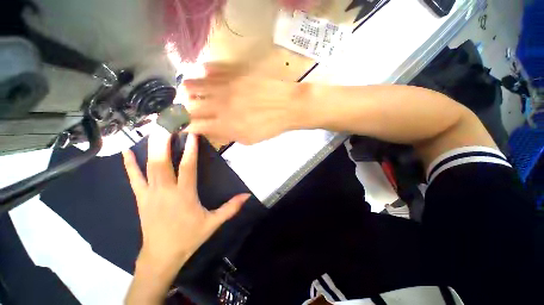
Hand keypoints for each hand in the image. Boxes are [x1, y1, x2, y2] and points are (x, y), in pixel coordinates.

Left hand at [122, 129, 250, 273]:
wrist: (162, 256)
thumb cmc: (189, 238)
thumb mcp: (213, 223)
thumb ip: (230, 208)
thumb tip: (247, 196)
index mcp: (184, 195)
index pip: (188, 167)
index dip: (190, 150)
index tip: (192, 134)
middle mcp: (166, 191)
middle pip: (162, 162)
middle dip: (164, 142)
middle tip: (166, 124)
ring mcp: (150, 194)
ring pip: (148, 167)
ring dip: (150, 148)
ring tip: (152, 132)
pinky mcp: (141, 199)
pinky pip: (133, 179)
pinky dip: (129, 165)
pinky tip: (126, 153)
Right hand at [182, 64, 307, 144]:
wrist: (287, 106)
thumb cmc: (270, 126)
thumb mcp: (248, 139)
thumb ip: (227, 135)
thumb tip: (212, 130)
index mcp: (224, 125)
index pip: (193, 125)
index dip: (183, 126)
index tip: (181, 125)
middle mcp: (219, 104)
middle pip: (187, 105)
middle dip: (181, 108)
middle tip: (184, 109)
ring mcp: (224, 85)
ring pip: (192, 84)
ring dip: (188, 90)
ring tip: (193, 93)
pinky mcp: (232, 71)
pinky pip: (209, 68)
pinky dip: (204, 74)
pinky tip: (209, 79)